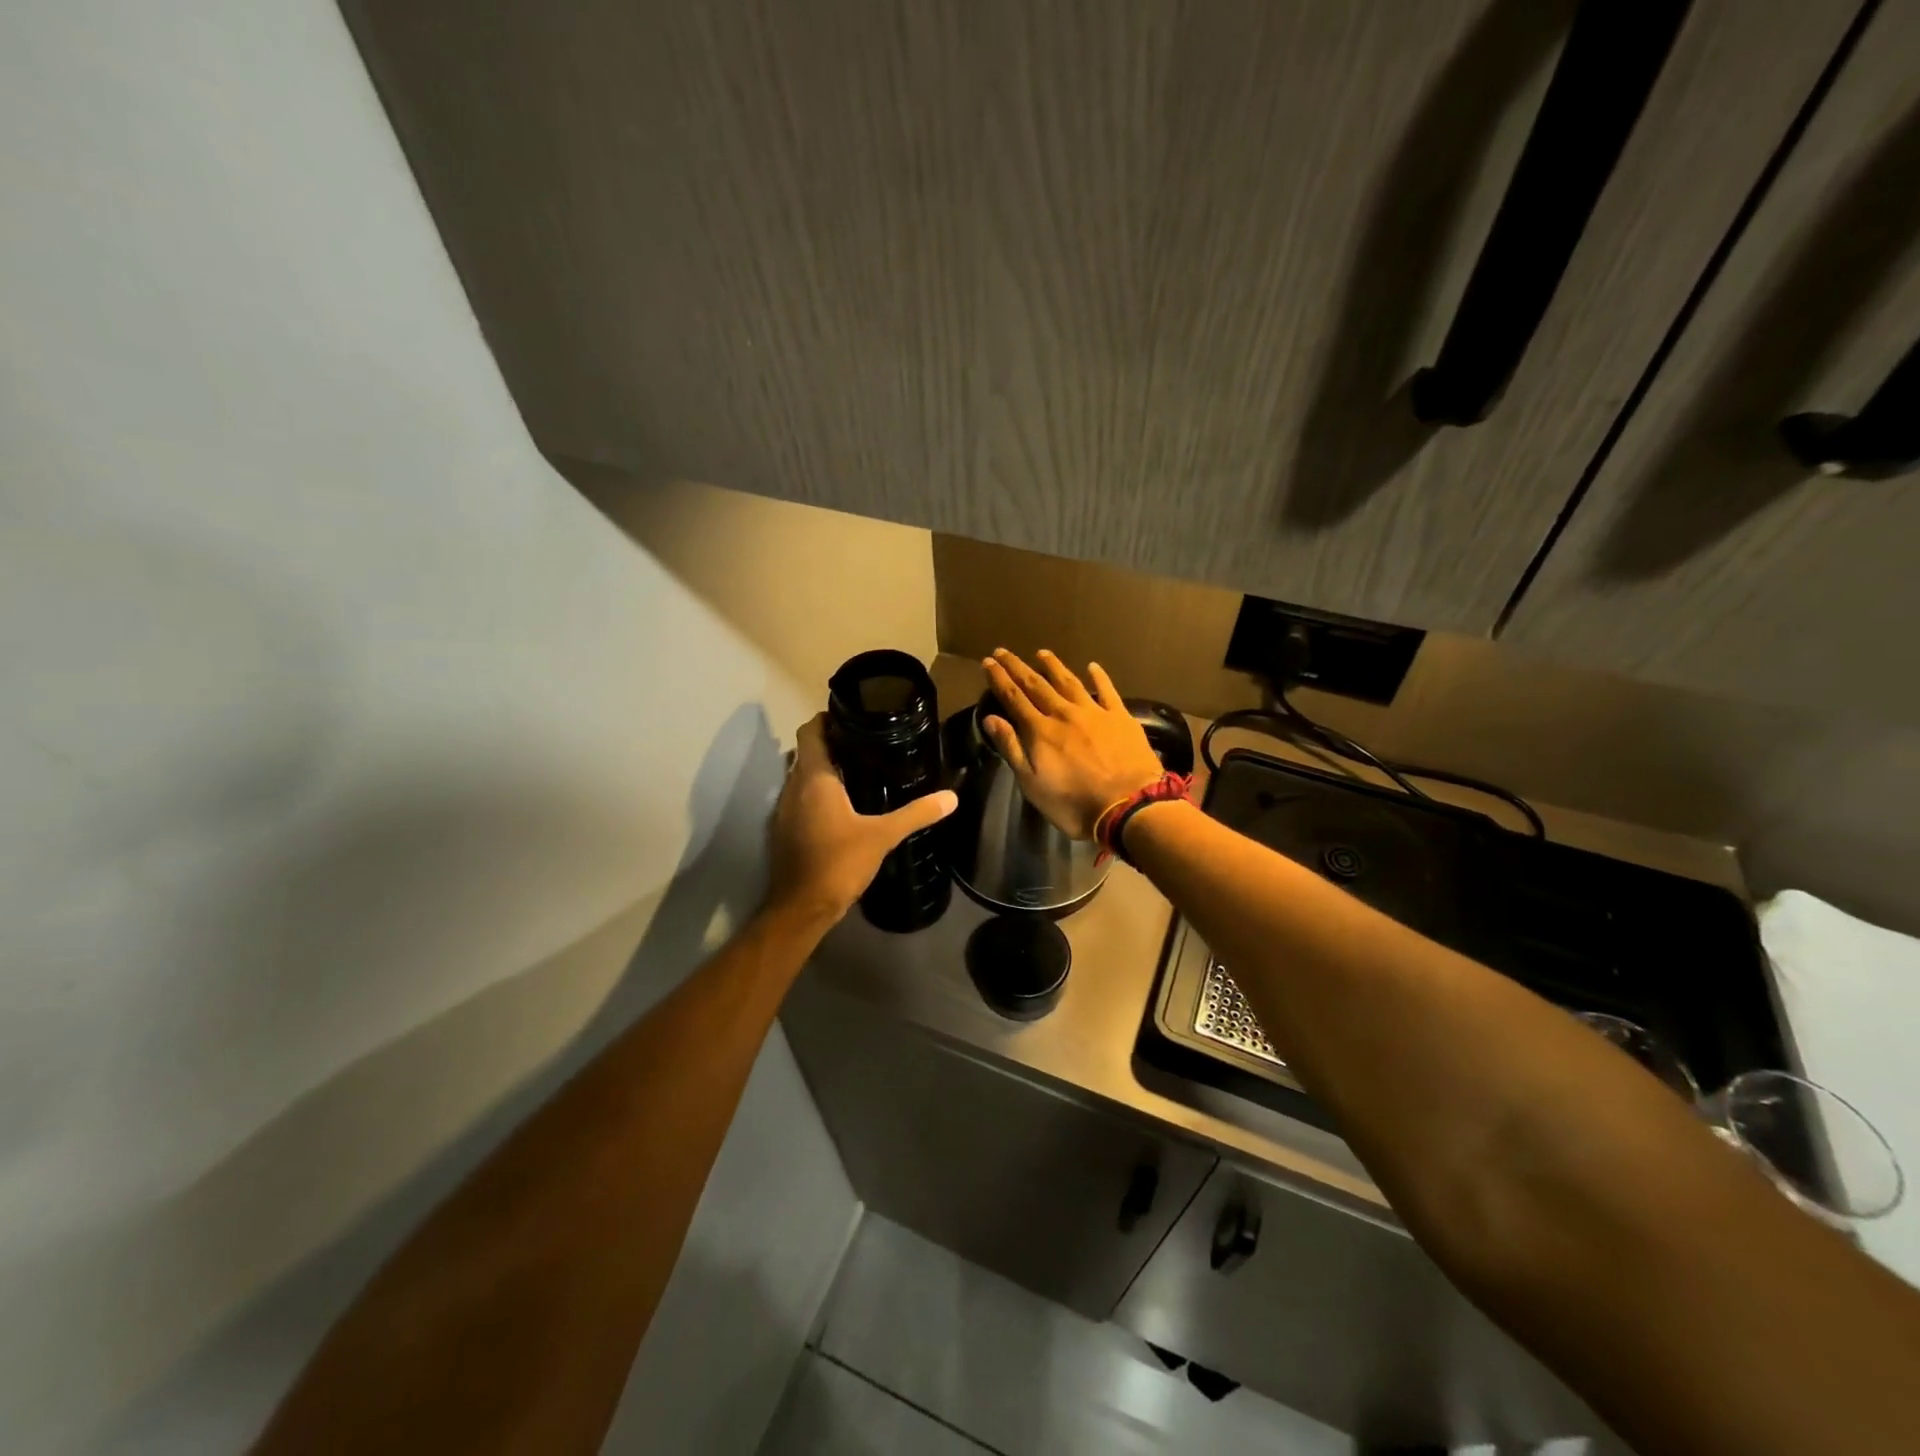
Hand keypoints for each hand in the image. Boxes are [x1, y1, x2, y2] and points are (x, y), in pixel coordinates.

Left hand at [766, 714, 957, 924]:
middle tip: (866, 743)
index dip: (827, 718)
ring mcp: (784, 809)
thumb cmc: (838, 863)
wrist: (801, 908)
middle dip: (831, 743)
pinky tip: (842, 806)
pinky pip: (799, 798)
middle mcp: (793, 787)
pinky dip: (816, 793)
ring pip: (801, 776)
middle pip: (807, 752)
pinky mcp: (784, 829)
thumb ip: (916, 814)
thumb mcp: (882, 836)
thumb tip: (951, 797)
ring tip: (858, 770)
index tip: (853, 717)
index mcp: (814, 778)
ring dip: (823, 769)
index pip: (811, 731)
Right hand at [980, 649, 1165, 839]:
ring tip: (1042, 653)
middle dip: (1018, 667)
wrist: (1129, 805)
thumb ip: (1012, 748)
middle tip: (1004, 651)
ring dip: (1053, 666)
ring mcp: (1094, 712)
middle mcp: (1064, 713)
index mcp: (1040, 731)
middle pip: (1037, 685)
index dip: (1000, 679)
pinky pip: (1107, 690)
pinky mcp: (1120, 717)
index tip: (989, 662)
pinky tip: (1092, 666)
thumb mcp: (1033, 784)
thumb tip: (991, 718)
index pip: (1014, 698)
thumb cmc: (1074, 803)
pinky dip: (1099, 677)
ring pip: (1069, 682)